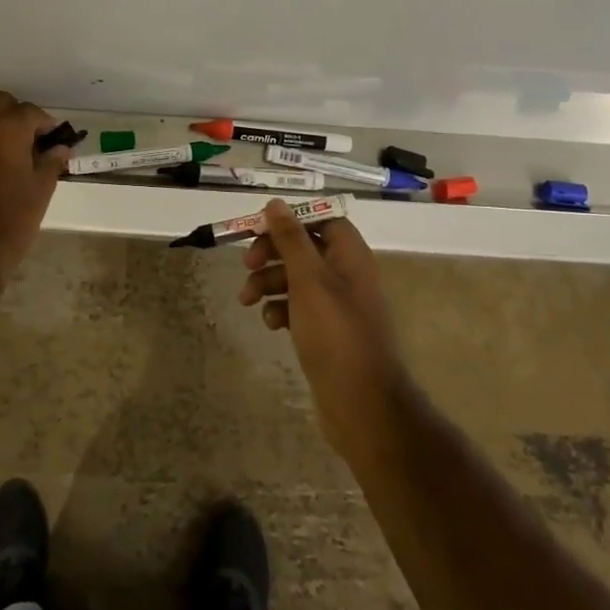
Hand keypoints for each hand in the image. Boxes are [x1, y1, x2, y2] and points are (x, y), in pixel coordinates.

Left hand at [0, 92, 71, 278]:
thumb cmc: (10, 222)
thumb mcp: (41, 191)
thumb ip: (51, 163)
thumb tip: (61, 148)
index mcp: (10, 128)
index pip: (32, 112)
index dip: (43, 124)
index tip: (49, 138)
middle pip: (0, 102)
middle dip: (13, 116)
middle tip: (21, 141)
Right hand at [239, 202, 410, 452]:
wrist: (362, 406)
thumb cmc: (335, 334)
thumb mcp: (308, 280)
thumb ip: (291, 239)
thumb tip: (275, 204)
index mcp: (350, 255)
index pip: (321, 219)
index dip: (290, 219)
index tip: (259, 229)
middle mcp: (346, 274)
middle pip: (304, 247)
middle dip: (272, 253)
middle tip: (246, 264)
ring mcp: (337, 305)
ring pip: (296, 278)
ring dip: (269, 282)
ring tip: (247, 300)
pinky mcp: (326, 332)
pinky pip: (298, 308)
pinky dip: (281, 309)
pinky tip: (270, 323)